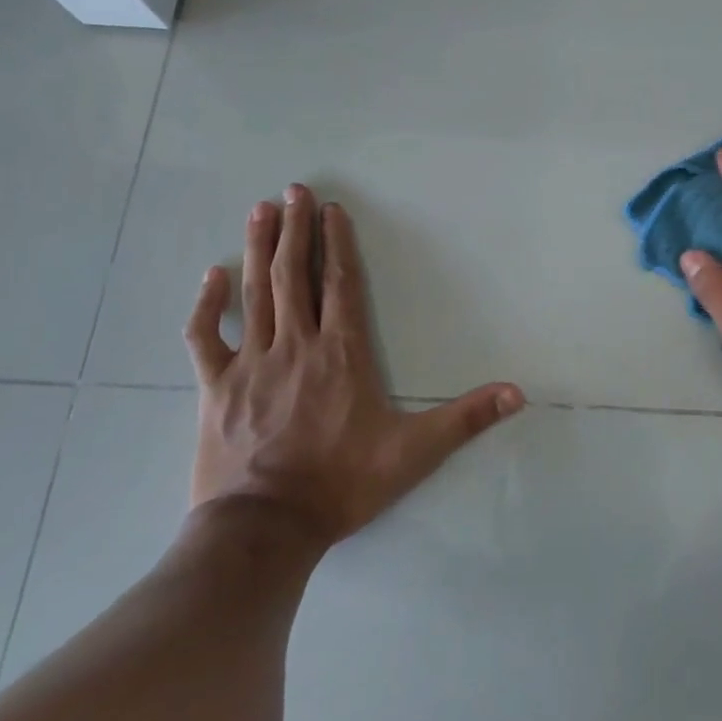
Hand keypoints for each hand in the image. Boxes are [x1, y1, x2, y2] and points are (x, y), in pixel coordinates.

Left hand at [184, 185, 524, 548]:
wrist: (264, 530)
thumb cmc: (342, 484)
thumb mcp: (414, 452)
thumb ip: (465, 419)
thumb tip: (517, 393)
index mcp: (341, 353)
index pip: (341, 284)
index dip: (337, 243)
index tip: (331, 209)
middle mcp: (296, 345)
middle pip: (294, 275)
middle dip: (294, 229)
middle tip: (291, 191)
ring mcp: (250, 363)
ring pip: (255, 293)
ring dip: (257, 249)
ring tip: (260, 210)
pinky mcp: (215, 388)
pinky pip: (204, 338)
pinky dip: (206, 305)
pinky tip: (212, 275)